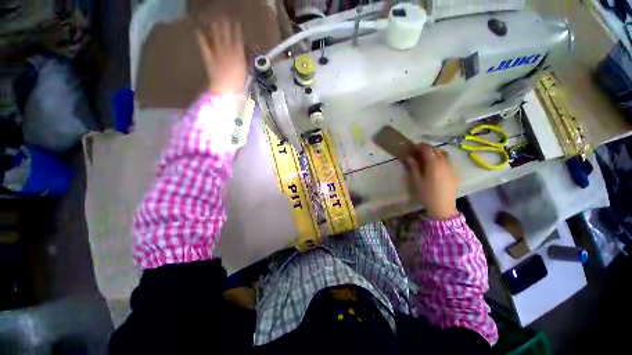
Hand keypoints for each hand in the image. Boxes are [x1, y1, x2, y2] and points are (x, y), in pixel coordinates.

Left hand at [195, 18, 245, 94]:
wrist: (227, 90)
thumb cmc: (239, 84)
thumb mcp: (244, 72)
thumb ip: (243, 61)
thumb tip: (242, 54)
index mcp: (239, 55)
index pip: (237, 39)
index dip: (236, 30)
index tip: (236, 22)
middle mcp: (228, 50)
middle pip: (226, 35)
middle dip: (225, 25)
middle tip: (223, 17)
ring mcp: (217, 53)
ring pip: (216, 37)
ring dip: (215, 28)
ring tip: (214, 21)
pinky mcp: (208, 57)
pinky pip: (204, 45)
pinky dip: (201, 38)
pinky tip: (198, 31)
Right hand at [404, 143, 458, 219]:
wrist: (443, 207)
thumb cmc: (427, 194)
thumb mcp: (417, 180)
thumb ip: (413, 166)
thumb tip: (408, 156)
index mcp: (434, 163)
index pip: (427, 149)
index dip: (419, 146)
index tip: (412, 148)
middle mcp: (444, 162)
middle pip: (436, 149)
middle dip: (426, 149)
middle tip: (417, 153)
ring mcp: (451, 167)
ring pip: (443, 153)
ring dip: (434, 152)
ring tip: (426, 157)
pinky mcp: (454, 172)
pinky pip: (447, 160)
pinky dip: (440, 158)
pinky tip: (435, 165)